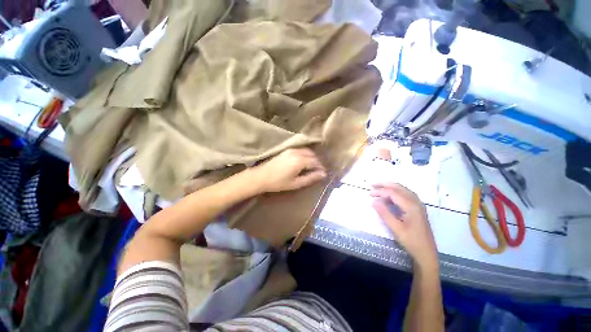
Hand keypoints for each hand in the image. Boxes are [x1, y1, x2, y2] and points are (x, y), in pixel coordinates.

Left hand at [252, 148, 326, 192]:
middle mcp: (296, 152)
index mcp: (299, 161)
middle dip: (317, 162)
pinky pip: (300, 150)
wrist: (261, 177)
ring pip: (307, 151)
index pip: (315, 161)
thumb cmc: (278, 183)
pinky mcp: (286, 150)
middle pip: (312, 155)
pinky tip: (304, 162)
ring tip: (312, 167)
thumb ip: (310, 178)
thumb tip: (323, 175)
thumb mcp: (296, 183)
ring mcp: (291, 150)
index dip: (321, 167)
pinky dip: (306, 155)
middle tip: (319, 171)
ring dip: (312, 157)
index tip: (324, 174)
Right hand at [371, 183, 437, 269]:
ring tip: (379, 188)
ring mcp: (418, 205)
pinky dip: (396, 191)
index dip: (380, 191)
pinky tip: (390, 195)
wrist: (427, 253)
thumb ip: (384, 213)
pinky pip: (406, 194)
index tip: (369, 193)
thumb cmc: (411, 241)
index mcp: (411, 206)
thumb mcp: (396, 228)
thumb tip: (374, 201)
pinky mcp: (418, 208)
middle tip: (372, 185)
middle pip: (399, 188)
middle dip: (385, 184)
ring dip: (391, 187)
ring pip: (403, 190)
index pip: (393, 193)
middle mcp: (416, 202)